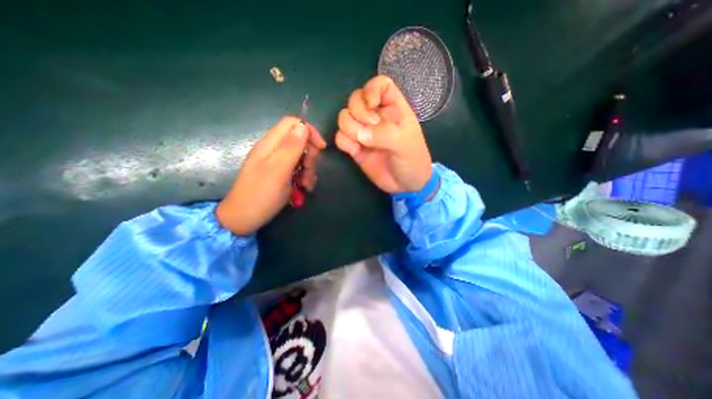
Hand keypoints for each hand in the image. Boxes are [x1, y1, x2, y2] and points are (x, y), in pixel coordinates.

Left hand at [217, 115, 327, 234]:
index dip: (309, 132)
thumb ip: (291, 148)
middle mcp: (273, 150)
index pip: (292, 124)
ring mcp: (276, 163)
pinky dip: (303, 177)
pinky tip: (304, 188)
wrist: (243, 219)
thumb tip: (303, 127)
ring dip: (308, 169)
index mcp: (270, 144)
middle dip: (310, 155)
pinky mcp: (279, 174)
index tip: (321, 148)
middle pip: (299, 141)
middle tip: (309, 170)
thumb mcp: (278, 170)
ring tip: (307, 185)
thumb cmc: (261, 195)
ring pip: (300, 157)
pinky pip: (296, 169)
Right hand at [336, 75, 430, 192]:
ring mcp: (364, 132)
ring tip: (362, 141)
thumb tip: (360, 133)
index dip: (371, 90)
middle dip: (358, 112)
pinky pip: (340, 138)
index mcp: (394, 108)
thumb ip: (384, 134)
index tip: (371, 105)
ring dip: (349, 127)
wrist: (406, 185)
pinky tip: (354, 150)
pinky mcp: (355, 148)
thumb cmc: (413, 160)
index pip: (379, 85)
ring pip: (344, 117)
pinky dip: (343, 142)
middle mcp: (376, 117)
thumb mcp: (405, 144)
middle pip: (355, 99)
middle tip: (370, 128)